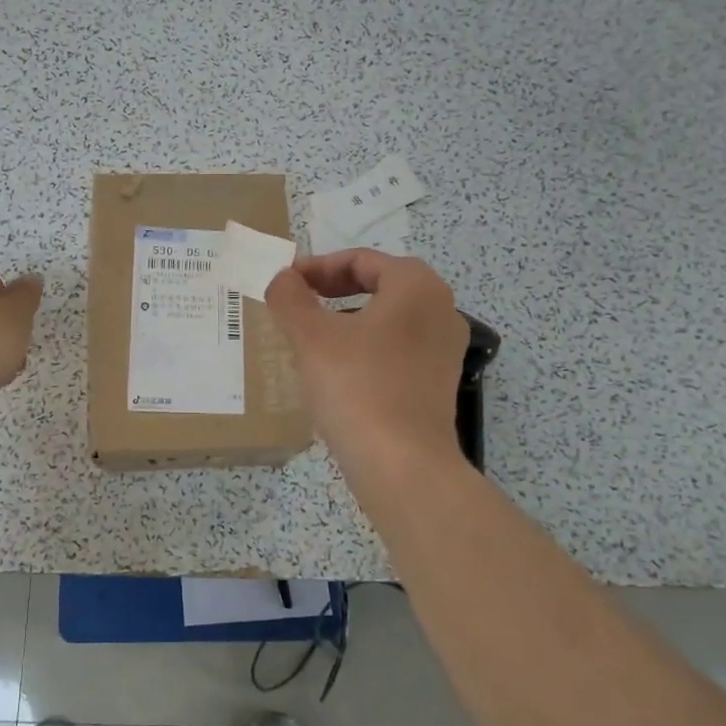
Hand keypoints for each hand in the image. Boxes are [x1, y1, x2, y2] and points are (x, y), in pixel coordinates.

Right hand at [264, 249, 468, 472]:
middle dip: (332, 291)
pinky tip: (336, 373)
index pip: (361, 259)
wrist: (403, 466)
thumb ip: (290, 298)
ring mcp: (443, 350)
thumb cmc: (358, 387)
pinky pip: (396, 350)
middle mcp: (440, 310)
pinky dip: (364, 349)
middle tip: (295, 306)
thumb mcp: (311, 337)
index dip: (316, 267)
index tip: (285, 285)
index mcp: (416, 286)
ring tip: (310, 339)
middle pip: (377, 285)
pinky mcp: (437, 383)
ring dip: (346, 320)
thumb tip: (282, 278)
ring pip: (386, 319)